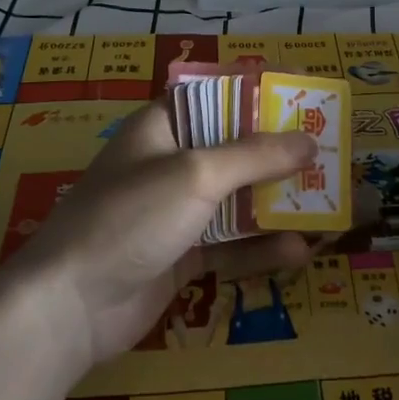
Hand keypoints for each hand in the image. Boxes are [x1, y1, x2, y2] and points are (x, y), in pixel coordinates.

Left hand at [10, 102, 316, 370]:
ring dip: (278, 205)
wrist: (69, 307)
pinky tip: (298, 252)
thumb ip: (255, 156)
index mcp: (164, 126)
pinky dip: (260, 248)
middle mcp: (171, 163)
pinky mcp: (180, 257)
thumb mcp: (197, 174)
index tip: (304, 93)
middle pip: (236, 151)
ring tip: (328, 208)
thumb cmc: (131, 216)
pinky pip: (230, 246)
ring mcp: (175, 213)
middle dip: (281, 156)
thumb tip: (308, 141)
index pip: (219, 97)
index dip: (260, 92)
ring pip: (238, 201)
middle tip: (330, 157)